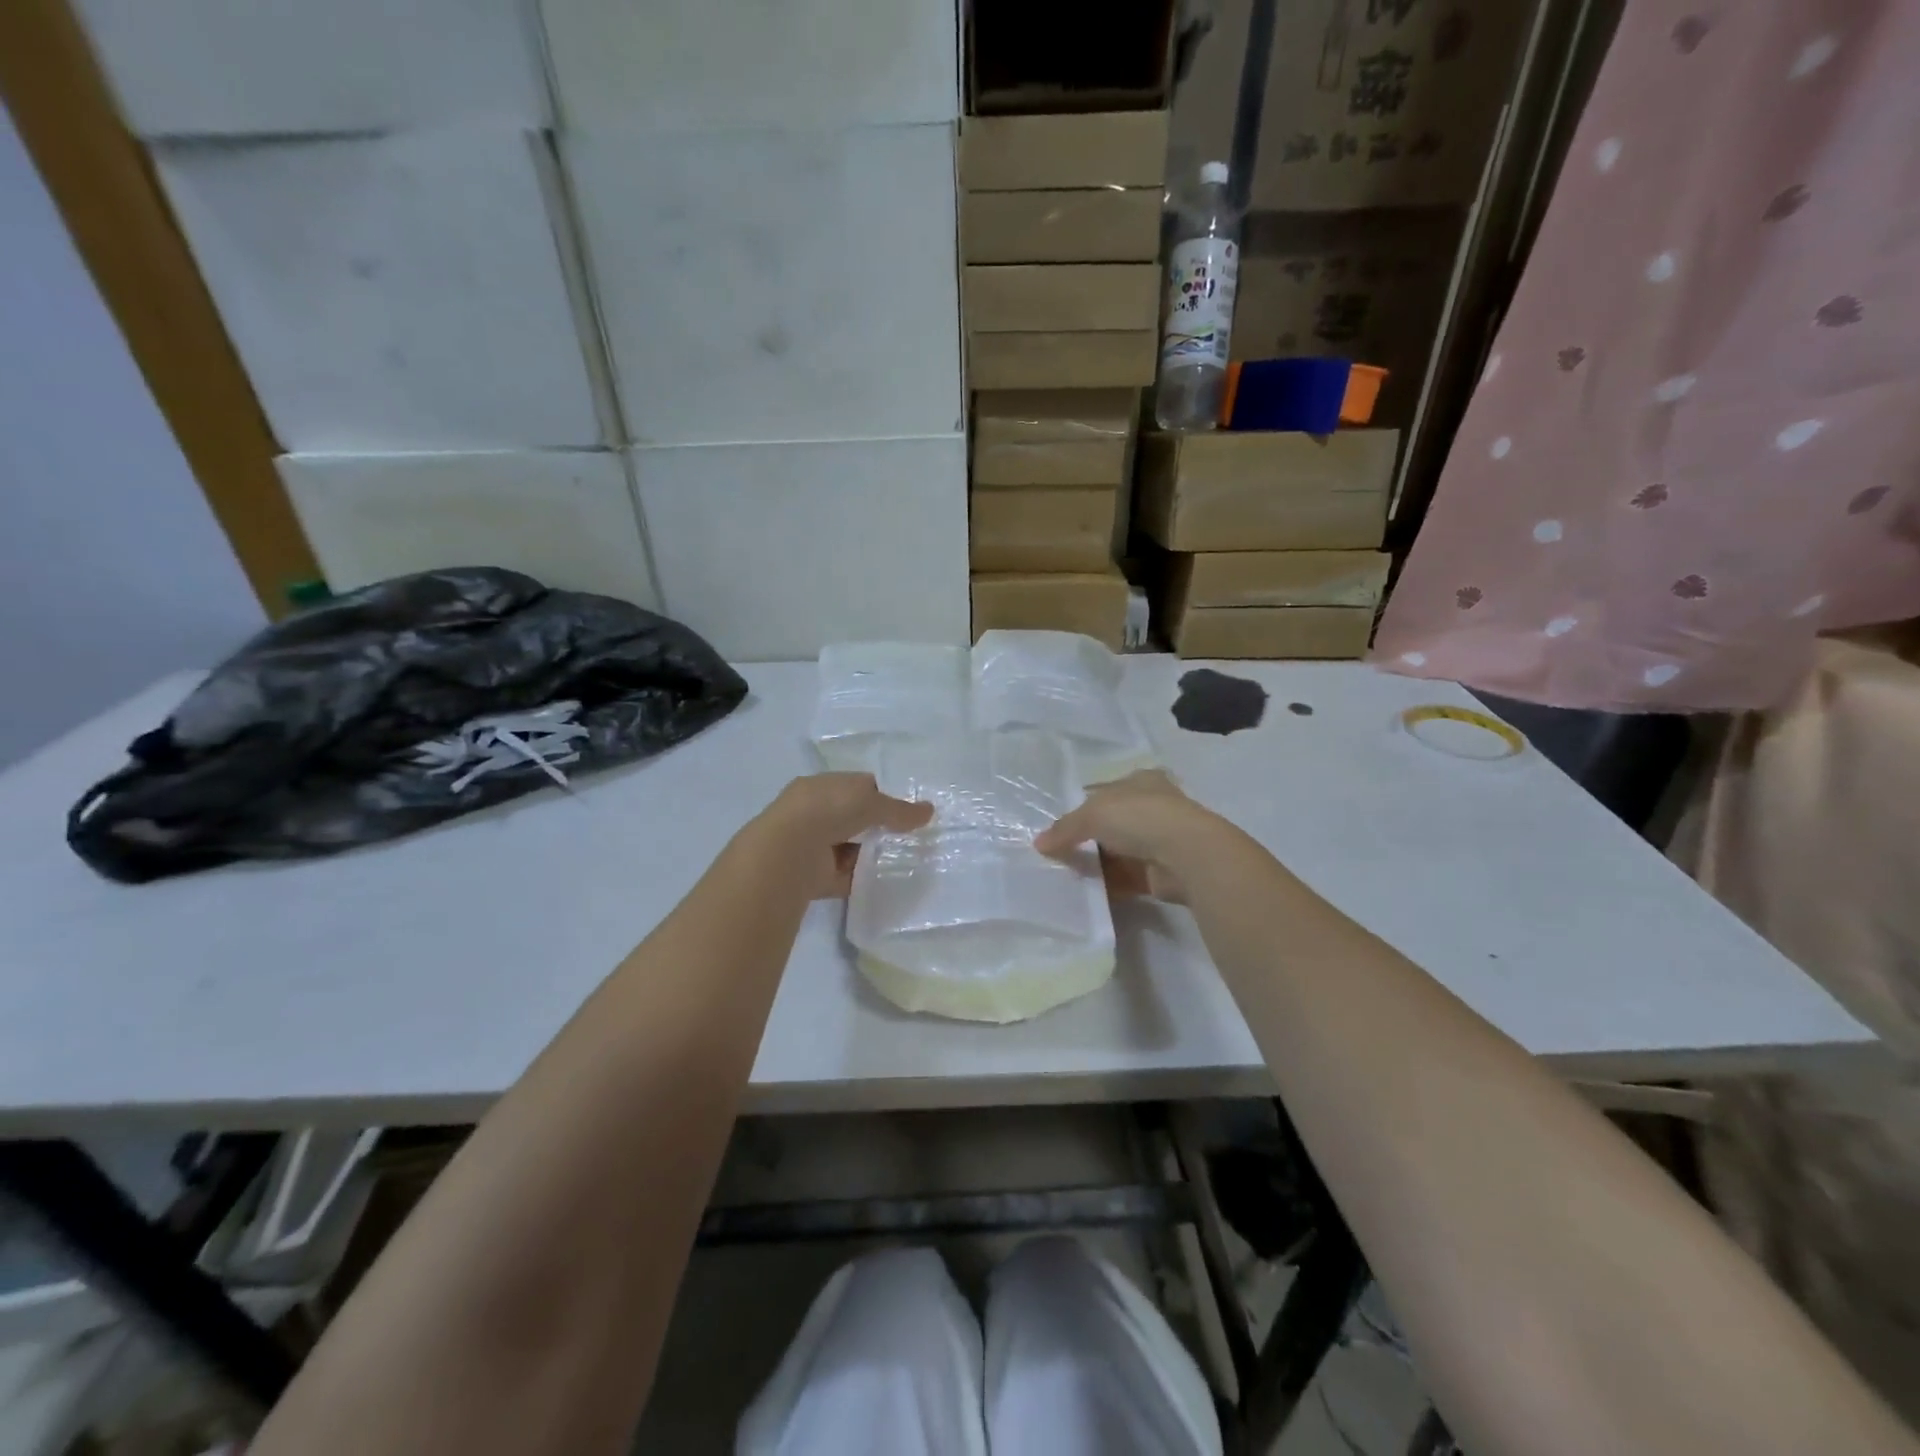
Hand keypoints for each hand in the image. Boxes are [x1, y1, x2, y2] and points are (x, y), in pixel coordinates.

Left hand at [752, 773, 932, 899]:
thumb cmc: (828, 811)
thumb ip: (900, 809)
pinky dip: (861, 878)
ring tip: (901, 860)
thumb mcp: (871, 802)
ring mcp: (813, 845)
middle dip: (878, 827)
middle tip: (907, 837)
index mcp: (821, 786)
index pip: (856, 786)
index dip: (881, 796)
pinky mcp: (815, 875)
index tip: (905, 810)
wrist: (788, 852)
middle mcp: (814, 812)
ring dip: (870, 854)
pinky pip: (845, 875)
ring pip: (851, 847)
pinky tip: (884, 881)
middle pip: (854, 818)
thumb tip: (929, 811)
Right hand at [1034, 771, 1223, 902]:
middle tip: (1055, 853)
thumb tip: (1039, 844)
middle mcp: (1150, 807)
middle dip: (1085, 839)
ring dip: (1094, 863)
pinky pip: (1124, 878)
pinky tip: (1084, 890)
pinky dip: (1106, 884)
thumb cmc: (1140, 817)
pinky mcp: (1159, 873)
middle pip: (1109, 824)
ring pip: (1116, 853)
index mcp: (1139, 782)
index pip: (1103, 792)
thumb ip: (1065, 828)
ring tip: (1064, 874)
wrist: (1187, 855)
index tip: (1057, 827)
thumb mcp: (1092, 814)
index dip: (1079, 807)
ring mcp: (1158, 841)